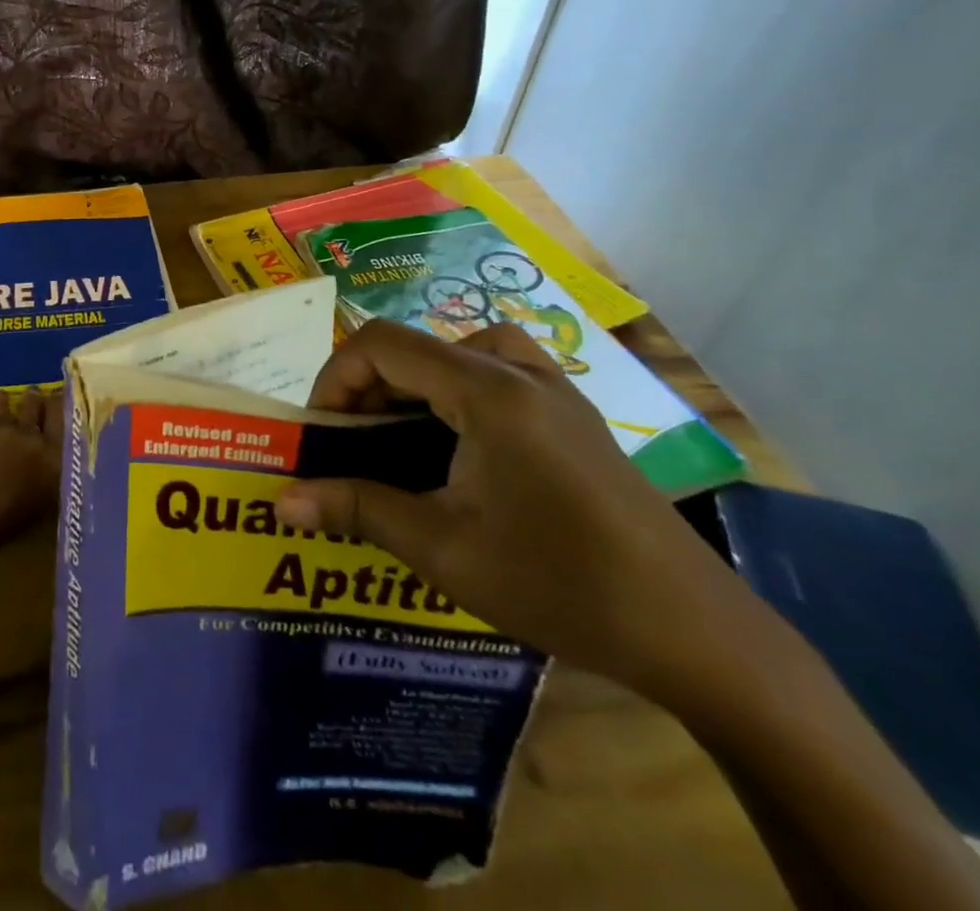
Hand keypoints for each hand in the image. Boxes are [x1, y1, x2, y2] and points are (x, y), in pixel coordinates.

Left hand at [0, 388, 60, 563]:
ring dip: (4, 403)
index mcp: (52, 457)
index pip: (63, 415)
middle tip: (31, 398)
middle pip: (34, 403)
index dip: (59, 404)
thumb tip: (50, 459)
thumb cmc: (0, 527)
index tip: (56, 399)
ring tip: (2, 402)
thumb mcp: (40, 503)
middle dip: (32, 400)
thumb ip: (48, 474)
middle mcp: (30, 436)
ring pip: (4, 402)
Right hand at [277, 320, 759, 695]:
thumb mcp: (443, 548)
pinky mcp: (575, 417)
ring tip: (401, 434)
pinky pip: (498, 373)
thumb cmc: (559, 583)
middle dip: (370, 386)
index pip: (382, 344)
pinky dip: (457, 390)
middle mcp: (520, 372)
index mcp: (487, 391)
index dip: (336, 376)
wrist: (698, 634)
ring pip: (459, 353)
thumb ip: (357, 509)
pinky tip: (460, 445)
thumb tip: (281, 501)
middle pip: (418, 346)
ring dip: (415, 383)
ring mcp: (555, 391)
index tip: (321, 431)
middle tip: (352, 443)